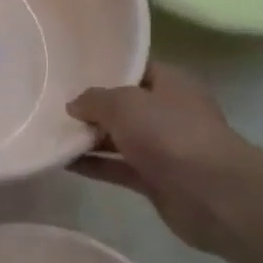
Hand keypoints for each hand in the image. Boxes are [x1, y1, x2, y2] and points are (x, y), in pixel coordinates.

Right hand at [67, 63, 252, 252]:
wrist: (211, 194)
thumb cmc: (170, 134)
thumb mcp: (124, 104)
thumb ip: (94, 100)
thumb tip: (74, 105)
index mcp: (171, 83)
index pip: (136, 68)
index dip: (106, 69)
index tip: (72, 72)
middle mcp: (169, 112)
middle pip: (125, 105)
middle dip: (93, 107)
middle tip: (53, 104)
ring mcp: (163, 148)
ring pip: (120, 138)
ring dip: (89, 138)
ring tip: (51, 133)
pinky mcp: (155, 179)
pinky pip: (117, 167)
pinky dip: (94, 165)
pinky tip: (63, 163)